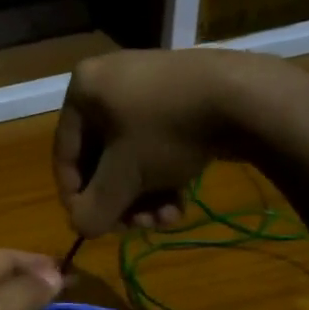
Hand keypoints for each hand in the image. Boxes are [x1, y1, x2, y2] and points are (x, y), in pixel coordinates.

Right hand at [53, 49, 303, 235]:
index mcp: (83, 90)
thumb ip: (95, 208)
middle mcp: (109, 82)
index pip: (65, 155)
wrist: (243, 97)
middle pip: (102, 159)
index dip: (77, 198)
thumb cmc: (165, 132)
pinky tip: (180, 202)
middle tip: (138, 226)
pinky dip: (164, 175)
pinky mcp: (182, 96)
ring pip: (133, 156)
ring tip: (166, 219)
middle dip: (121, 200)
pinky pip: (158, 143)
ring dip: (145, 196)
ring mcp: (149, 86)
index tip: (94, 227)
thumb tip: (81, 227)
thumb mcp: (124, 178)